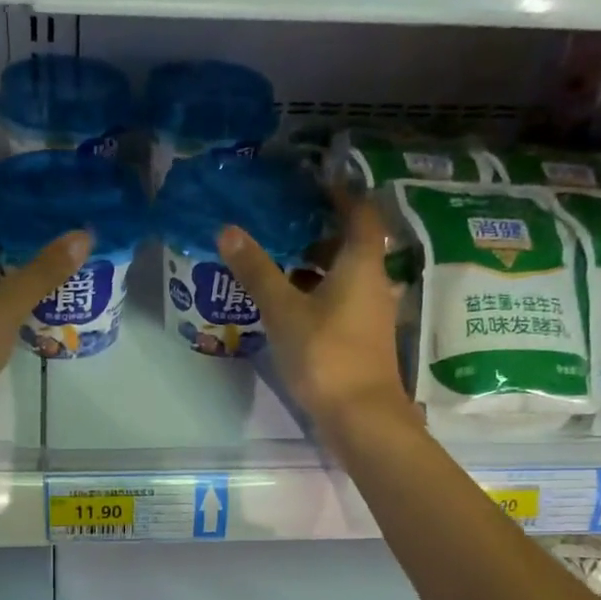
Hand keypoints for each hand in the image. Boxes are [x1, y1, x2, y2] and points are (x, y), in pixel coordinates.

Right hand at [217, 192, 414, 432]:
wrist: (360, 416)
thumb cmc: (325, 355)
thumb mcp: (283, 311)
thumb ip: (257, 271)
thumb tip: (228, 230)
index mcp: (361, 264)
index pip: (360, 213)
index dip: (341, 194)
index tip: (314, 182)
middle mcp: (372, 283)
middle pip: (351, 245)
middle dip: (320, 230)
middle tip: (284, 220)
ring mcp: (368, 313)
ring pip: (343, 276)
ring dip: (315, 264)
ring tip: (277, 258)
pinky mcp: (360, 338)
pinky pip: (339, 301)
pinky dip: (316, 292)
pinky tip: (287, 302)